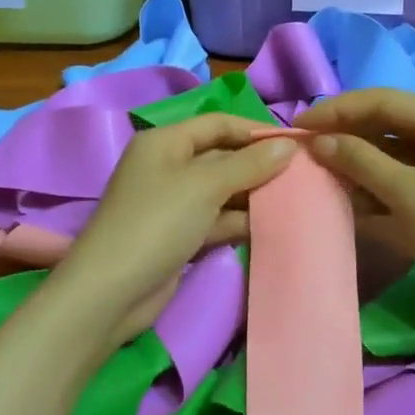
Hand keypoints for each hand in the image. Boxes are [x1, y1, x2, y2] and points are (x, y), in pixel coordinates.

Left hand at [52, 115, 295, 343]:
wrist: (112, 291)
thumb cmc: (157, 222)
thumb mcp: (205, 186)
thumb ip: (248, 164)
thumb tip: (289, 146)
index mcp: (165, 142)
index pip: (218, 124)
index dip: (255, 130)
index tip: (296, 143)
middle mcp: (167, 166)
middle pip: (221, 156)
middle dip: (258, 164)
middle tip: (302, 174)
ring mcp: (172, 203)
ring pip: (221, 190)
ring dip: (252, 194)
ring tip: (296, 199)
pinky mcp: (178, 235)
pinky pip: (215, 219)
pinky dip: (239, 221)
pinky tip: (271, 225)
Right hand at [295, 90, 414, 337]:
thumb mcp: (410, 196)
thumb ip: (361, 162)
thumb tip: (318, 141)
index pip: (385, 101)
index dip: (338, 110)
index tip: (298, 126)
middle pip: (389, 123)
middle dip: (347, 135)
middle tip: (304, 148)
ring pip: (394, 153)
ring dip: (358, 162)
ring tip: (319, 172)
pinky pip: (404, 179)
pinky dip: (377, 186)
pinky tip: (348, 198)